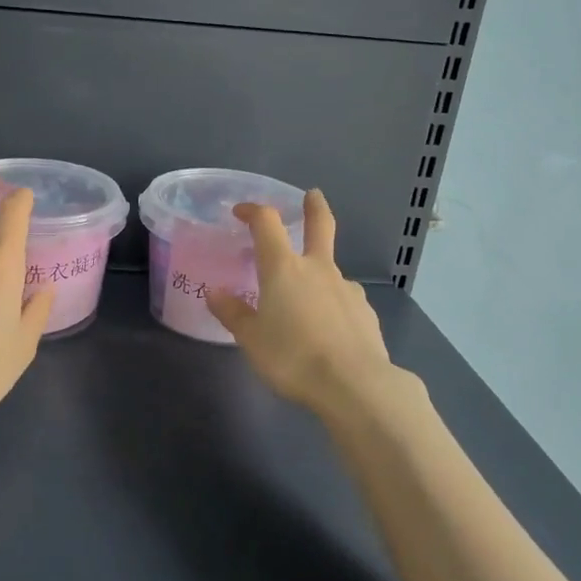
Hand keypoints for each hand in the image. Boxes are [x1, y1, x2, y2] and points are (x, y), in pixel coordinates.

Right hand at [206, 190, 399, 418]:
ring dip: (317, 272)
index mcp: (283, 268)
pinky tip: (329, 327)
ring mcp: (346, 288)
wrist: (355, 385)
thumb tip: (215, 294)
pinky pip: (344, 298)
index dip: (253, 211)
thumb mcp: (251, 339)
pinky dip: (333, 303)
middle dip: (314, 207)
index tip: (241, 212)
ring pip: (330, 269)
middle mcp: (317, 269)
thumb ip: (233, 313)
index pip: (267, 223)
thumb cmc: (293, 357)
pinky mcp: (365, 312)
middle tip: (313, 195)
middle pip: (320, 225)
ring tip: (304, 302)